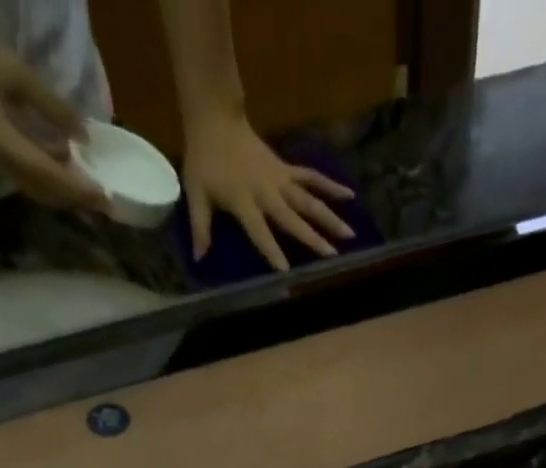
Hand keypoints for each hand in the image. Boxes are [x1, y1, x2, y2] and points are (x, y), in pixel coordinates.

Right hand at [0, 12, 109, 212]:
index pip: (49, 176)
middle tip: (107, 201)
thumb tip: (84, 134)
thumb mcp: (13, 71)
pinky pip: (28, 175)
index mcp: (1, 142)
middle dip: (77, 198)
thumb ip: (51, 105)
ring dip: (66, 191)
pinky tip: (68, 161)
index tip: (105, 198)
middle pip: (46, 191)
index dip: (79, 189)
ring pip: (38, 188)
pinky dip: (51, 176)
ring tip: (94, 186)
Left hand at [181, 112, 355, 270]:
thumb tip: (199, 258)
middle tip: (333, 255)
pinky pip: (311, 177)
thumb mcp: (195, 193)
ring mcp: (280, 180)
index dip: (272, 250)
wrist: (215, 119)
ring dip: (330, 217)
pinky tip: (349, 195)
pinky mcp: (287, 169)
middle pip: (293, 218)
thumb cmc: (204, 160)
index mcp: (244, 201)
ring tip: (350, 234)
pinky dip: (330, 185)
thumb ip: (200, 227)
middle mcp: (267, 193)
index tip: (286, 270)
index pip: (260, 231)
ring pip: (308, 201)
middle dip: (312, 237)